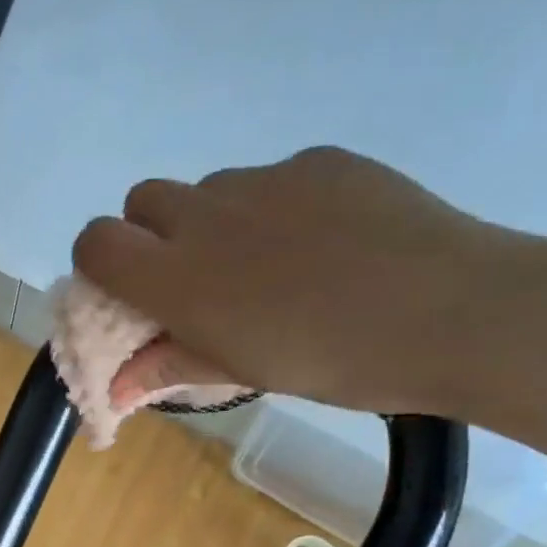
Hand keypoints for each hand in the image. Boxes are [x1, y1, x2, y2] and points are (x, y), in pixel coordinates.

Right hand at [72, 146, 538, 417]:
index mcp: (178, 276)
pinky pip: (273, 178)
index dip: (99, 263)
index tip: (128, 292)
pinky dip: (277, 207)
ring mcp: (265, 178)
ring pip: (210, 188)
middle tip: (196, 278)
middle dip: (152, 234)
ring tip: (274, 265)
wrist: (451, 311)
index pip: (96, 242)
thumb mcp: (240, 373)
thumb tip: (117, 386)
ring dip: (216, 222)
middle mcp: (207, 214)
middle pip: (142, 200)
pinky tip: (325, 244)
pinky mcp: (319, 160)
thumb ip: (169, 366)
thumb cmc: (331, 362)